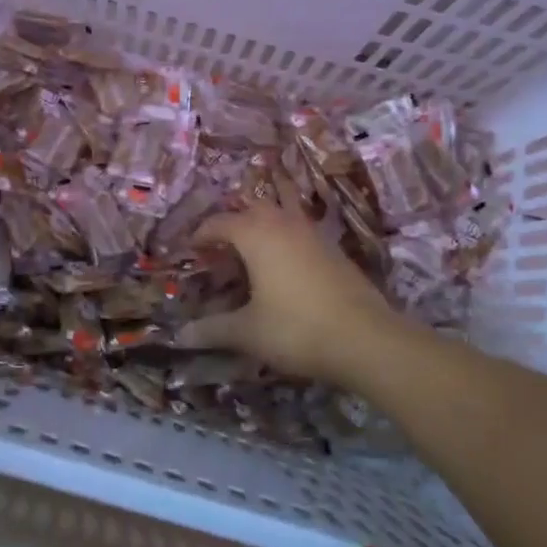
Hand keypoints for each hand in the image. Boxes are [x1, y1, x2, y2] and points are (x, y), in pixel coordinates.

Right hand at [179, 205, 406, 387]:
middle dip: (233, 221)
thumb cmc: (296, 328)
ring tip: (251, 250)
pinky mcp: (334, 249)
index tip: (190, 249)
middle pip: (253, 208)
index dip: (201, 233)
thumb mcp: (248, 332)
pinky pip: (300, 232)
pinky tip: (284, 268)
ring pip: (281, 215)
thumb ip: (213, 329)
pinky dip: (285, 240)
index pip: (220, 222)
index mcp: (256, 234)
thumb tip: (180, 335)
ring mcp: (313, 234)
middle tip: (220, 246)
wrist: (366, 338)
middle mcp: (284, 224)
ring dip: (263, 225)